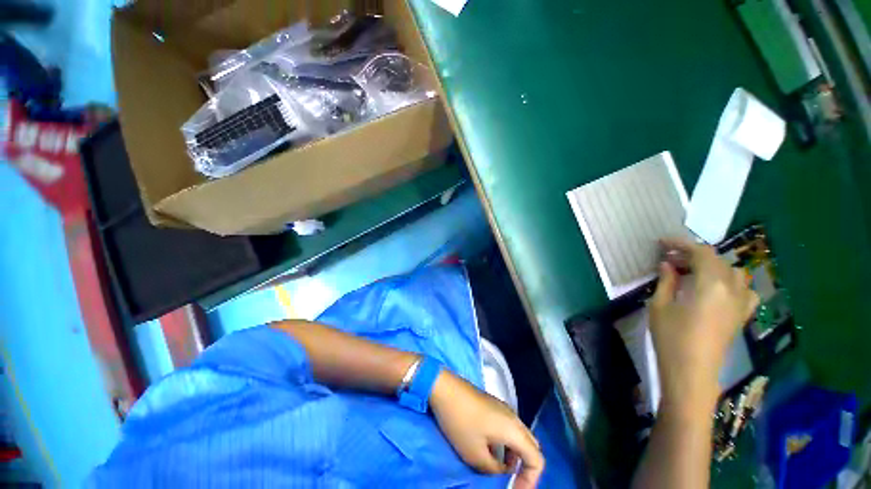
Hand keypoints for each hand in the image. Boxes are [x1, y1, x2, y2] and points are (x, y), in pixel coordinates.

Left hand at [430, 370, 543, 487]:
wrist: (445, 389)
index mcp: (514, 429)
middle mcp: (513, 417)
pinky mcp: (492, 404)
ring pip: (518, 437)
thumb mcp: (475, 455)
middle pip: (530, 446)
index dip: (531, 480)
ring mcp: (502, 408)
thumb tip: (502, 470)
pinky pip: (507, 428)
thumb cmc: (460, 422)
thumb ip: (494, 469)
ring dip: (514, 456)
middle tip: (512, 482)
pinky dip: (505, 444)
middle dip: (524, 468)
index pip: (537, 459)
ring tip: (499, 469)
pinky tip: (489, 450)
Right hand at [649, 239, 759, 408]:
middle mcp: (731, 289)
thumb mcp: (660, 306)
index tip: (662, 242)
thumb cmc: (671, 338)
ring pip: (734, 272)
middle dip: (693, 254)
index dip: (681, 244)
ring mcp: (740, 303)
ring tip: (693, 271)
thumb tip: (667, 264)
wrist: (692, 372)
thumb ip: (666, 281)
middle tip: (670, 258)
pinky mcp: (741, 315)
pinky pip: (745, 290)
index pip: (701, 253)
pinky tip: (718, 289)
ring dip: (713, 266)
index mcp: (710, 285)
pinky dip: (731, 282)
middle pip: (717, 260)